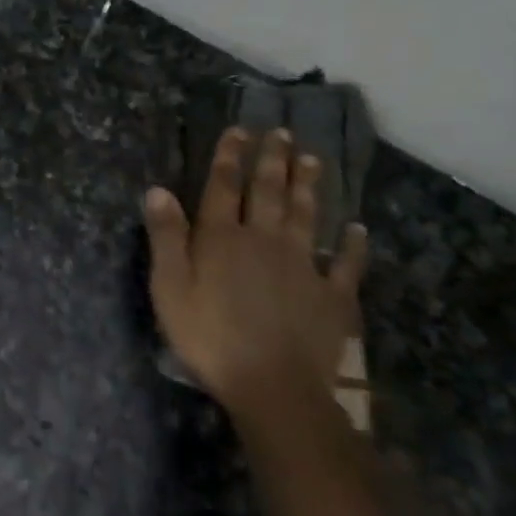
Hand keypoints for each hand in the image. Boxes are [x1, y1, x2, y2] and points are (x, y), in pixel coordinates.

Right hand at [143, 127, 366, 418]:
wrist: (272, 385)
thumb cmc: (208, 337)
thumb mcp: (169, 288)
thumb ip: (166, 238)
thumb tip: (158, 190)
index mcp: (221, 238)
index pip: (223, 186)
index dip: (229, 156)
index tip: (239, 130)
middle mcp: (263, 240)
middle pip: (268, 192)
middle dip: (273, 160)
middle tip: (282, 133)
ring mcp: (302, 266)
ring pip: (305, 216)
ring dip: (308, 187)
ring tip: (313, 160)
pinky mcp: (331, 295)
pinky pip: (345, 264)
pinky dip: (352, 245)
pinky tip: (357, 229)